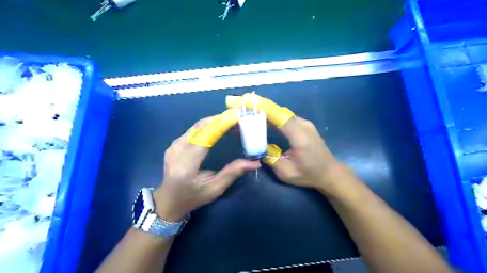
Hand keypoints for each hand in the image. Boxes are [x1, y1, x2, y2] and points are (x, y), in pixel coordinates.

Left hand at [153, 112, 260, 220]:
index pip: (205, 138)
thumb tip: (255, 163)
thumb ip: (233, 173)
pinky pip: (194, 129)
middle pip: (201, 127)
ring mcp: (174, 145)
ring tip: (233, 121)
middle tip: (239, 118)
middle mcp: (177, 151)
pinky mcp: (175, 143)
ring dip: (216, 121)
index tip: (238, 118)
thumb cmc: (193, 197)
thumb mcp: (215, 189)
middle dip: (221, 120)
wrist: (169, 200)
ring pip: (197, 126)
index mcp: (186, 165)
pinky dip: (209, 125)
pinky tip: (219, 126)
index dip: (221, 125)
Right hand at [227, 94, 347, 196]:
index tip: (248, 102)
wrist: (330, 172)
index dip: (264, 108)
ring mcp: (305, 123)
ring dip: (267, 111)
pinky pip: (286, 117)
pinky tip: (263, 118)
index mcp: (299, 136)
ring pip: (282, 113)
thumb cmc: (309, 174)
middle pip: (279, 112)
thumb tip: (254, 148)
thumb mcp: (286, 172)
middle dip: (261, 107)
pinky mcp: (304, 125)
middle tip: (244, 106)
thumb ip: (269, 158)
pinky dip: (274, 116)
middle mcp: (303, 125)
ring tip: (250, 111)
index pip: (279, 117)